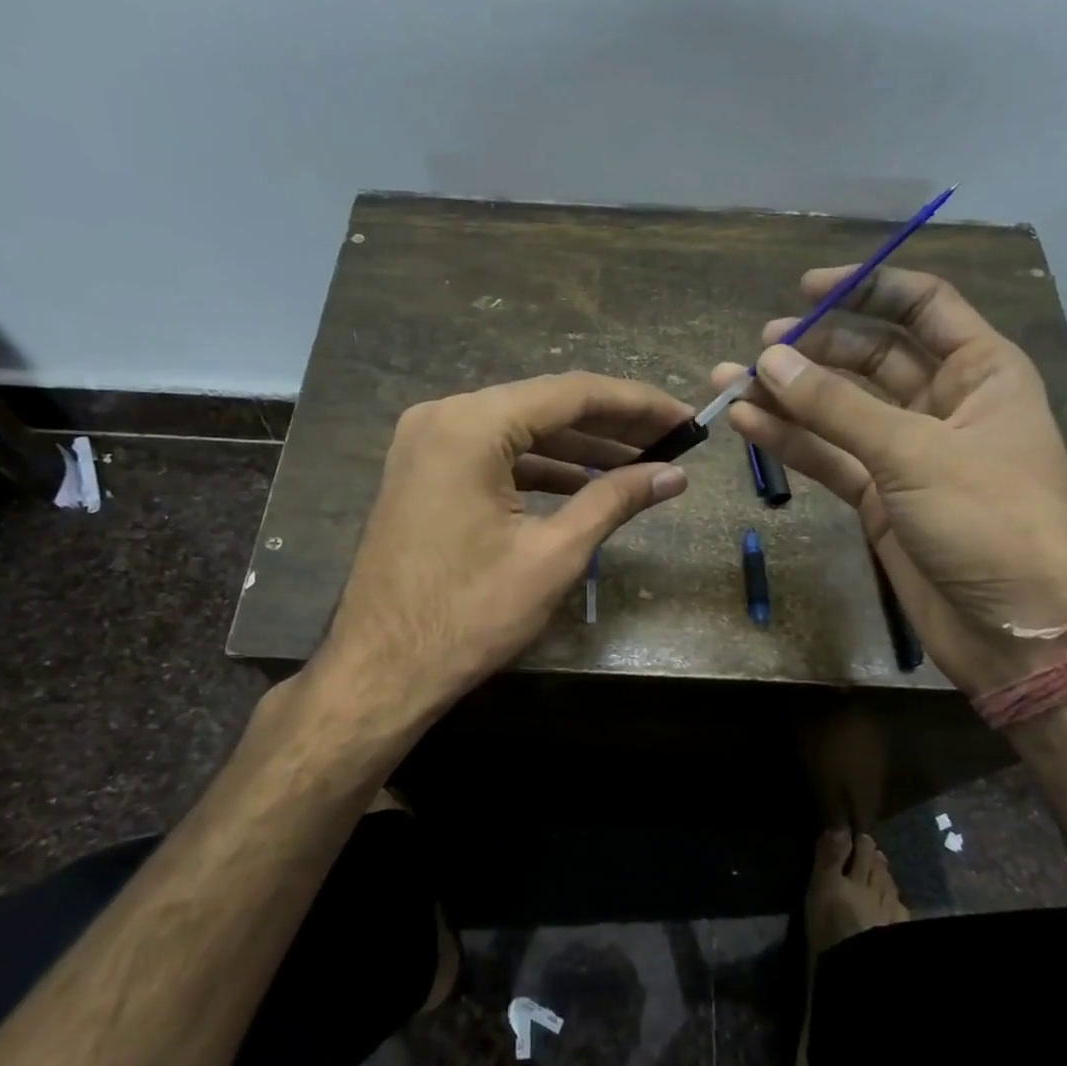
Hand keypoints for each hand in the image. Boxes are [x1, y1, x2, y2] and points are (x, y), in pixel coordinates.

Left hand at [318, 372, 691, 719]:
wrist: (381, 671)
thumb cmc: (469, 615)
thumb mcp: (553, 555)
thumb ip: (614, 501)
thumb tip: (674, 476)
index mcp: (471, 425)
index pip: (571, 394)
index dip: (637, 405)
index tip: (685, 418)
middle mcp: (443, 417)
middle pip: (544, 406)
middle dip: (611, 425)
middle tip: (671, 440)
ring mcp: (427, 444)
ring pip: (520, 431)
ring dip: (578, 448)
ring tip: (640, 463)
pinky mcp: (425, 473)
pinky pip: (494, 456)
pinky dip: (540, 468)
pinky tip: (584, 485)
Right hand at [713, 266, 1066, 691]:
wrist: (1018, 631)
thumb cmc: (991, 521)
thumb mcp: (915, 452)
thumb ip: (836, 406)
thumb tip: (768, 359)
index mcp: (981, 371)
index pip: (922, 306)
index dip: (867, 290)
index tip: (806, 289)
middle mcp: (944, 403)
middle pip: (871, 357)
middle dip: (814, 350)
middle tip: (758, 351)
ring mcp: (907, 453)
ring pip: (839, 411)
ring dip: (788, 397)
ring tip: (728, 382)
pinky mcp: (879, 498)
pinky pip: (829, 456)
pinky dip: (790, 442)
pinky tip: (746, 425)